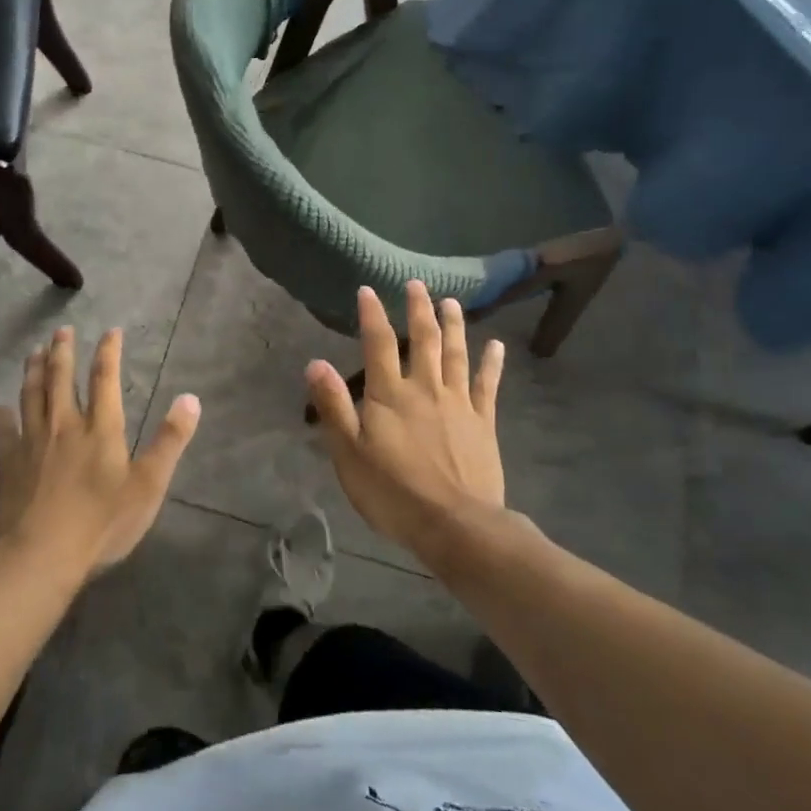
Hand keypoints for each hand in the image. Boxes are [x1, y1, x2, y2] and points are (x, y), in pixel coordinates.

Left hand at [0, 326, 200, 583]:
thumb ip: (170, 441)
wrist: (41, 555)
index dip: (108, 351)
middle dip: (63, 351)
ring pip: (31, 395)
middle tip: (62, 331)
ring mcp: (32, 442)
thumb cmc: (102, 523)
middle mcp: (64, 425)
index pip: (105, 378)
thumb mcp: (148, 485)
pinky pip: (3, 430)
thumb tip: (191, 399)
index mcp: (100, 429)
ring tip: (35, 352)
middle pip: (61, 378)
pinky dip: (1, 415)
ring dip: (34, 370)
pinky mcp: (9, 462)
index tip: (111, 331)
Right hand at [306, 282, 505, 558]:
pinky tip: (495, 345)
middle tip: (417, 285)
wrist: (455, 525)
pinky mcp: (484, 422)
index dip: (373, 314)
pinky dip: (491, 362)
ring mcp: (459, 402)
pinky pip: (488, 384)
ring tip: (451, 301)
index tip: (369, 289)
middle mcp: (425, 388)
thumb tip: (315, 363)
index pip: (379, 343)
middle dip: (419, 309)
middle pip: (424, 339)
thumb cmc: (393, 492)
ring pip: (456, 354)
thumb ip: (333, 406)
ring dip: (453, 325)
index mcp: (390, 394)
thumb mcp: (349, 453)